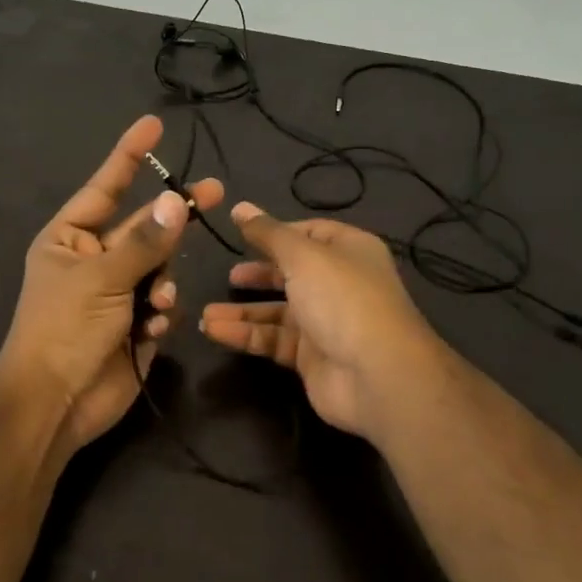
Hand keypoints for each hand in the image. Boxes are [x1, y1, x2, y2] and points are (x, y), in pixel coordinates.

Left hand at [0, 115, 224, 456]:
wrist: (55, 404)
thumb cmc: (64, 330)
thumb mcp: (101, 279)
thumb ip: (144, 242)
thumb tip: (176, 202)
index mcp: (70, 239)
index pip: (105, 187)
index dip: (130, 156)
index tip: (154, 124)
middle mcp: (93, 260)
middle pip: (144, 228)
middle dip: (174, 218)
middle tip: (216, 192)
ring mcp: (116, 293)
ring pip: (160, 268)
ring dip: (162, 284)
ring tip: (154, 306)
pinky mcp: (135, 325)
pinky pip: (162, 305)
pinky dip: (160, 315)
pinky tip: (149, 331)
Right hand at [199, 203, 445, 439]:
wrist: (376, 375)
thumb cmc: (342, 299)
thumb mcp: (303, 256)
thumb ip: (268, 233)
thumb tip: (240, 207)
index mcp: (348, 250)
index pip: (310, 233)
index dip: (277, 233)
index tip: (242, 234)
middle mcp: (339, 283)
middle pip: (292, 273)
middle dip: (258, 275)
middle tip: (228, 276)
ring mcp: (326, 322)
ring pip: (277, 312)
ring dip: (242, 312)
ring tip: (205, 314)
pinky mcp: (312, 357)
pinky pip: (273, 340)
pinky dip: (245, 336)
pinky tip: (214, 331)